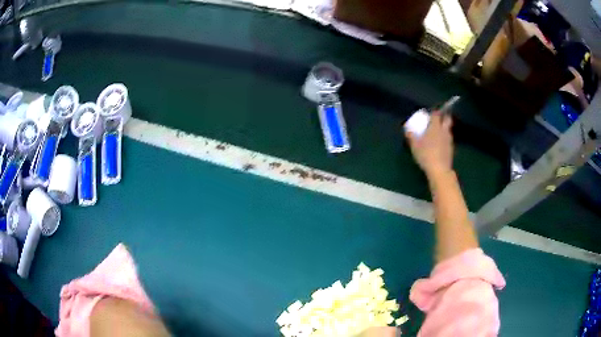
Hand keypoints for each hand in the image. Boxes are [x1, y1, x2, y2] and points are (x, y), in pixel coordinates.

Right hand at [405, 111, 453, 177]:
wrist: (439, 170)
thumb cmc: (426, 155)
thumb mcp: (415, 146)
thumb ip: (411, 136)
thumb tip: (407, 129)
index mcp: (435, 127)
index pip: (436, 114)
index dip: (434, 112)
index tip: (430, 113)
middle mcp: (444, 131)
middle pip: (447, 119)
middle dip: (444, 116)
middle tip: (438, 119)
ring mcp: (449, 140)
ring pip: (448, 129)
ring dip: (444, 128)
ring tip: (437, 132)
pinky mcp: (451, 148)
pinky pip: (448, 138)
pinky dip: (444, 138)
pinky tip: (439, 143)